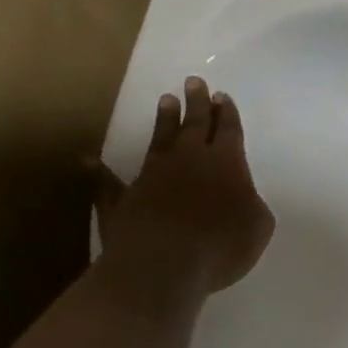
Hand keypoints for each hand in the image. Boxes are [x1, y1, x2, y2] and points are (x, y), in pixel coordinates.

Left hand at [93, 77, 275, 293]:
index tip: (221, 96)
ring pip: (159, 141)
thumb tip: (243, 200)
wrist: (162, 266)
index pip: (228, 130)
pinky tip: (89, 161)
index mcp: (226, 163)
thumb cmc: (220, 245)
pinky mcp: (121, 201)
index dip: (227, 113)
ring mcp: (152, 178)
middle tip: (194, 81)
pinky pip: (107, 183)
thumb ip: (252, 206)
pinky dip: (99, 172)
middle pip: (194, 124)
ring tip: (165, 100)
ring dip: (163, 121)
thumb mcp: (258, 226)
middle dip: (197, 103)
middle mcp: (189, 161)